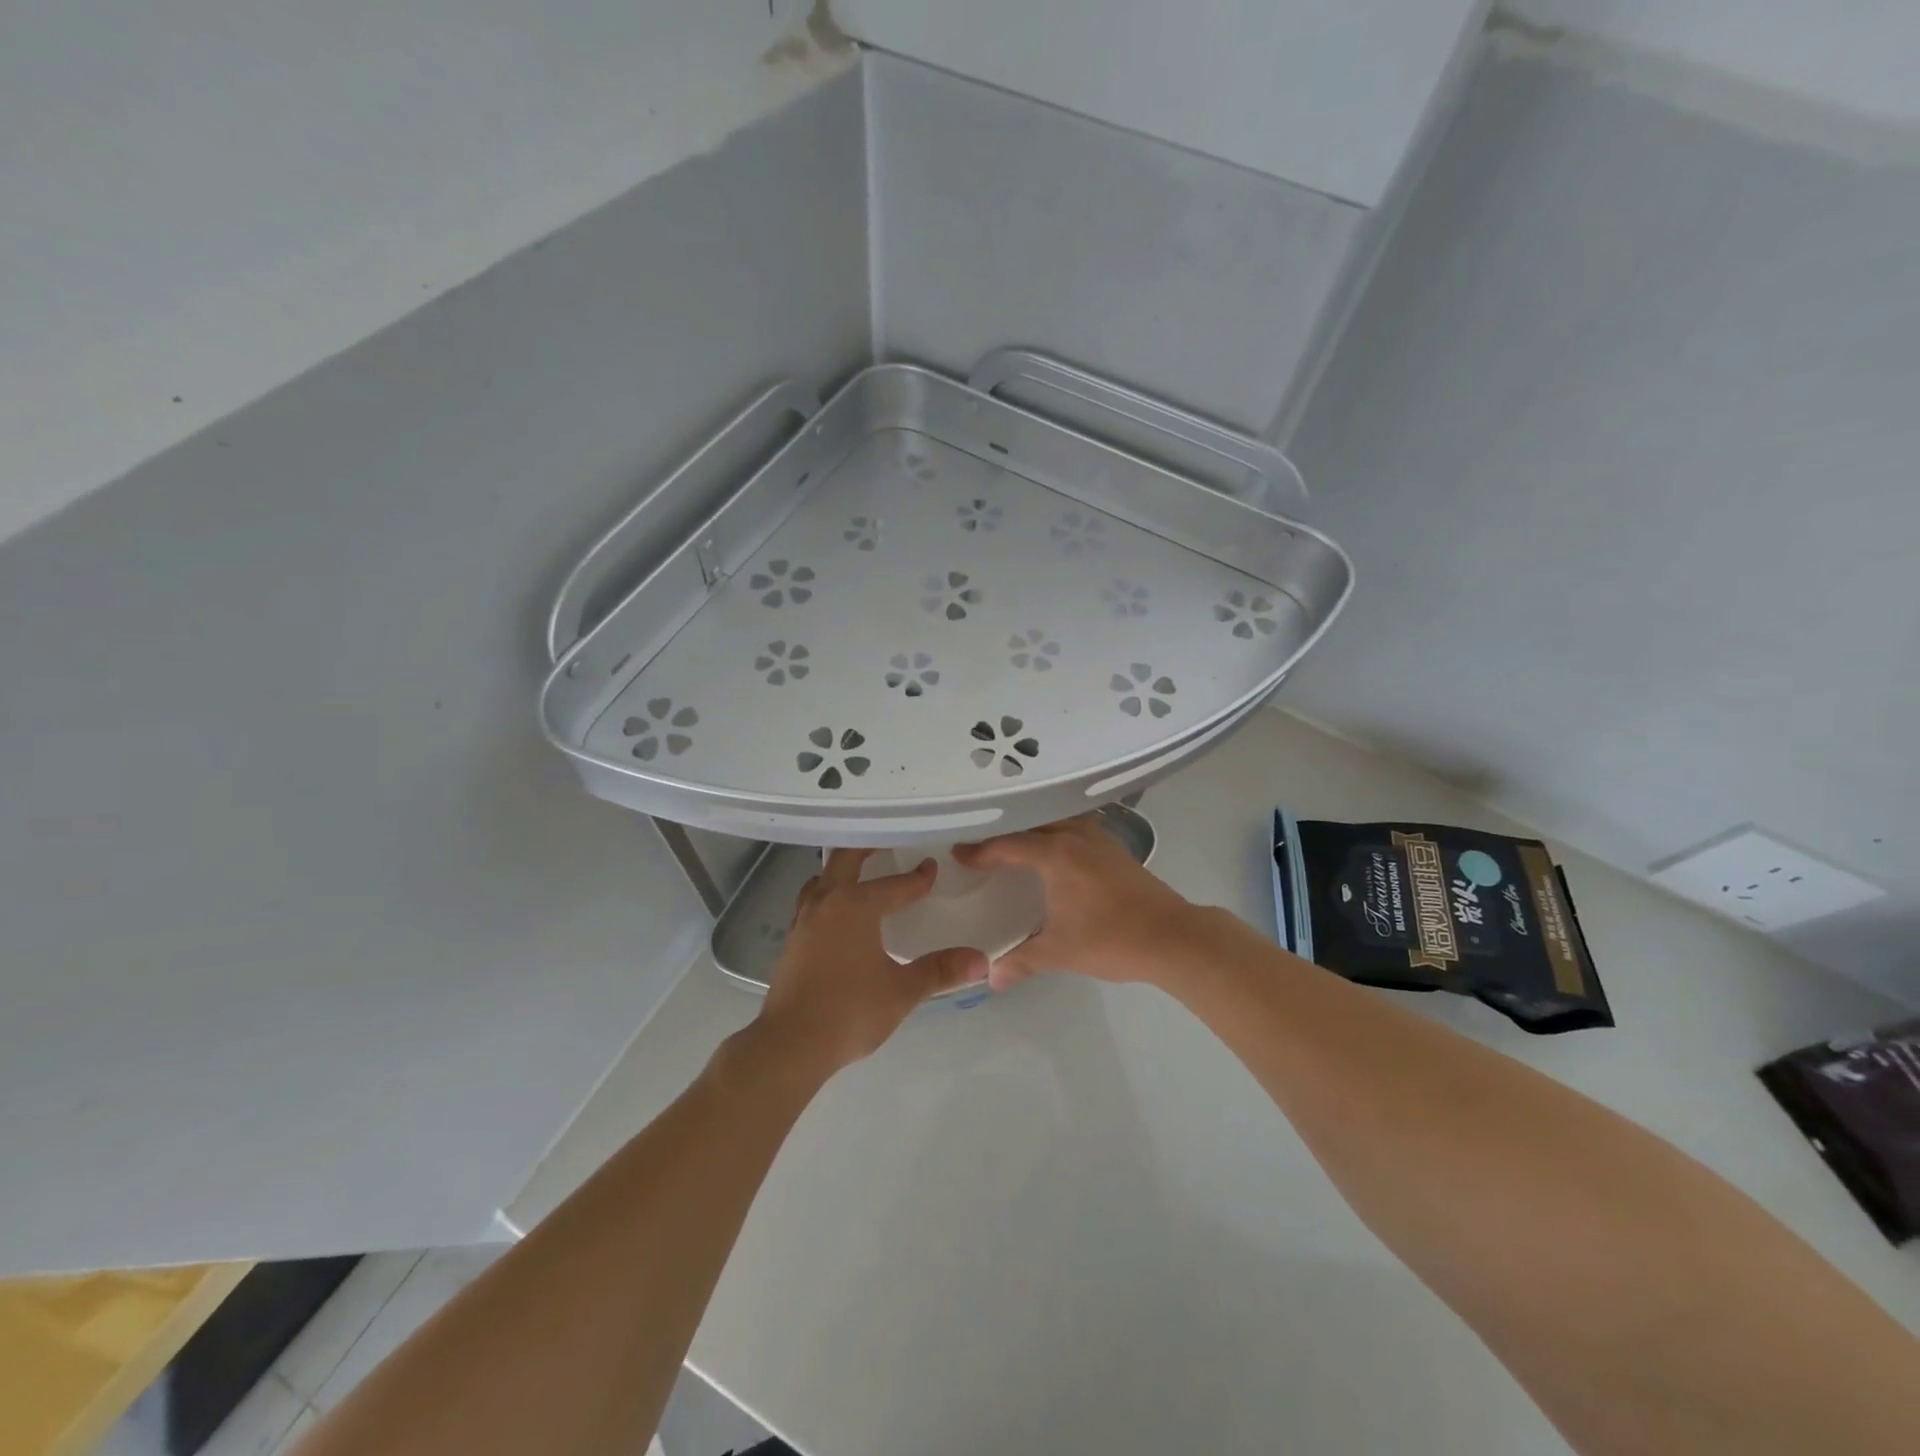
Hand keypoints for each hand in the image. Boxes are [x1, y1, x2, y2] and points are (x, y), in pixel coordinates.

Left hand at [758, 849, 986, 1072]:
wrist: (790, 1044)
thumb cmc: (849, 1011)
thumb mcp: (902, 991)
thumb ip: (940, 971)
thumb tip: (981, 960)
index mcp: (855, 906)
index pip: (894, 884)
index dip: (917, 878)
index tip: (932, 868)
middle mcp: (827, 903)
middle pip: (845, 861)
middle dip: (867, 848)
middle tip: (886, 840)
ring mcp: (804, 920)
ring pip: (822, 879)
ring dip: (841, 870)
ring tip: (859, 872)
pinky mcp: (792, 941)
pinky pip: (811, 901)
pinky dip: (827, 894)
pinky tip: (836, 913)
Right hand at [953, 816, 1198, 990]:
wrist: (1172, 937)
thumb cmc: (1110, 939)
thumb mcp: (1059, 952)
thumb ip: (1022, 961)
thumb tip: (990, 979)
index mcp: (1056, 853)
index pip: (1008, 844)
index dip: (981, 850)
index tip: (959, 854)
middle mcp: (1075, 836)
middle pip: (1031, 824)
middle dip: (1005, 832)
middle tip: (982, 844)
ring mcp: (1099, 838)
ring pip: (1057, 821)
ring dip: (1034, 829)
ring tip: (1015, 843)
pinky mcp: (1116, 848)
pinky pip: (1076, 828)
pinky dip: (1057, 833)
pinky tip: (1055, 851)